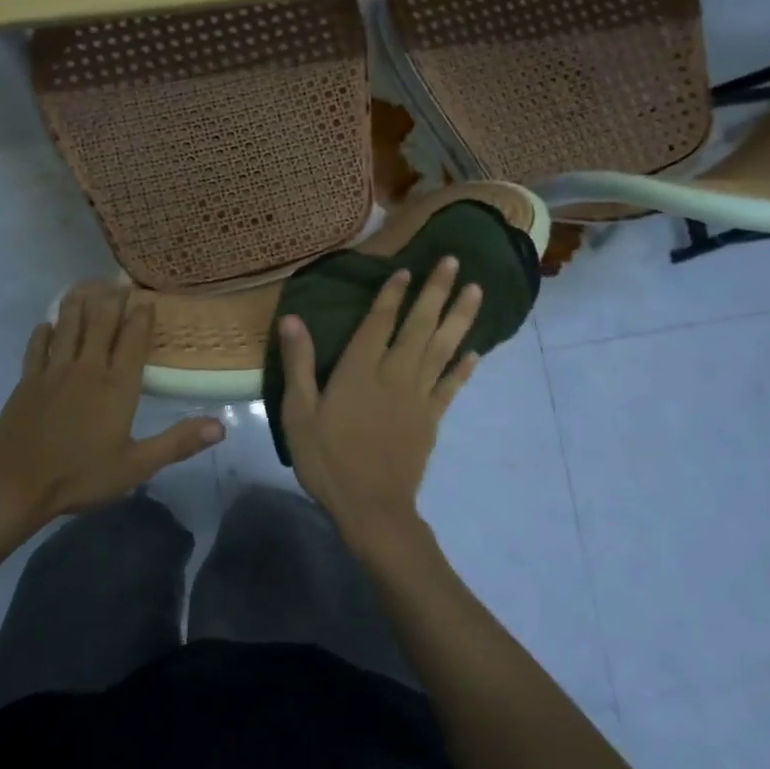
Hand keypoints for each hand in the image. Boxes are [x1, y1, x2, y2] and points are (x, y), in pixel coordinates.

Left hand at [0, 290, 224, 535]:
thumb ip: (177, 443)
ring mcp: (54, 371)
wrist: (14, 485)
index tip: (147, 297)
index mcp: (117, 385)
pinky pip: (37, 347)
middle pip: (101, 323)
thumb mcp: (136, 466)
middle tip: (118, 280)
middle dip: (111, 299)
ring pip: (68, 326)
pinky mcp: (28, 381)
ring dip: (78, 304)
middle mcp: (87, 368)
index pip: (134, 340)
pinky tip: (46, 324)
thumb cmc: (80, 476)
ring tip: (84, 285)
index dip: (142, 316)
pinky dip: (44, 332)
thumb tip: (221, 426)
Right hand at [277, 256, 482, 549]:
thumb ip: (300, 364)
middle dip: (436, 292)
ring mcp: (417, 397)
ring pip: (442, 349)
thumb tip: (292, 319)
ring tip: (476, 291)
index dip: (392, 294)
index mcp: (359, 370)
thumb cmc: (328, 459)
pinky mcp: (431, 419)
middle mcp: (394, 374)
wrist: (371, 507)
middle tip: (454, 261)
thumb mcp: (299, 413)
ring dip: (459, 318)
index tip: (407, 269)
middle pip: (419, 326)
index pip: (379, 322)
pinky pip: (450, 387)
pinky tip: (476, 351)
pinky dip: (464, 368)